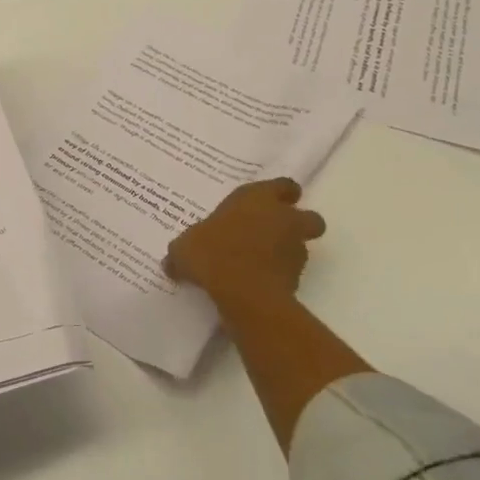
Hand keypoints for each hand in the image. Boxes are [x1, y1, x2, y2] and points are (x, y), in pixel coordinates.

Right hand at [165, 178, 325, 308]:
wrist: (245, 294)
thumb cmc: (213, 254)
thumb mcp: (183, 249)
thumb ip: (181, 252)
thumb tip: (171, 263)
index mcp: (258, 198)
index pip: (284, 186)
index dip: (279, 194)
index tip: (267, 203)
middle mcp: (283, 218)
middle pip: (308, 216)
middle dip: (297, 223)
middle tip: (273, 233)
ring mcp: (295, 249)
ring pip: (301, 246)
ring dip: (287, 252)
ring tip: (261, 264)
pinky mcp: (298, 278)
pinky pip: (291, 274)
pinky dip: (279, 277)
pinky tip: (257, 285)